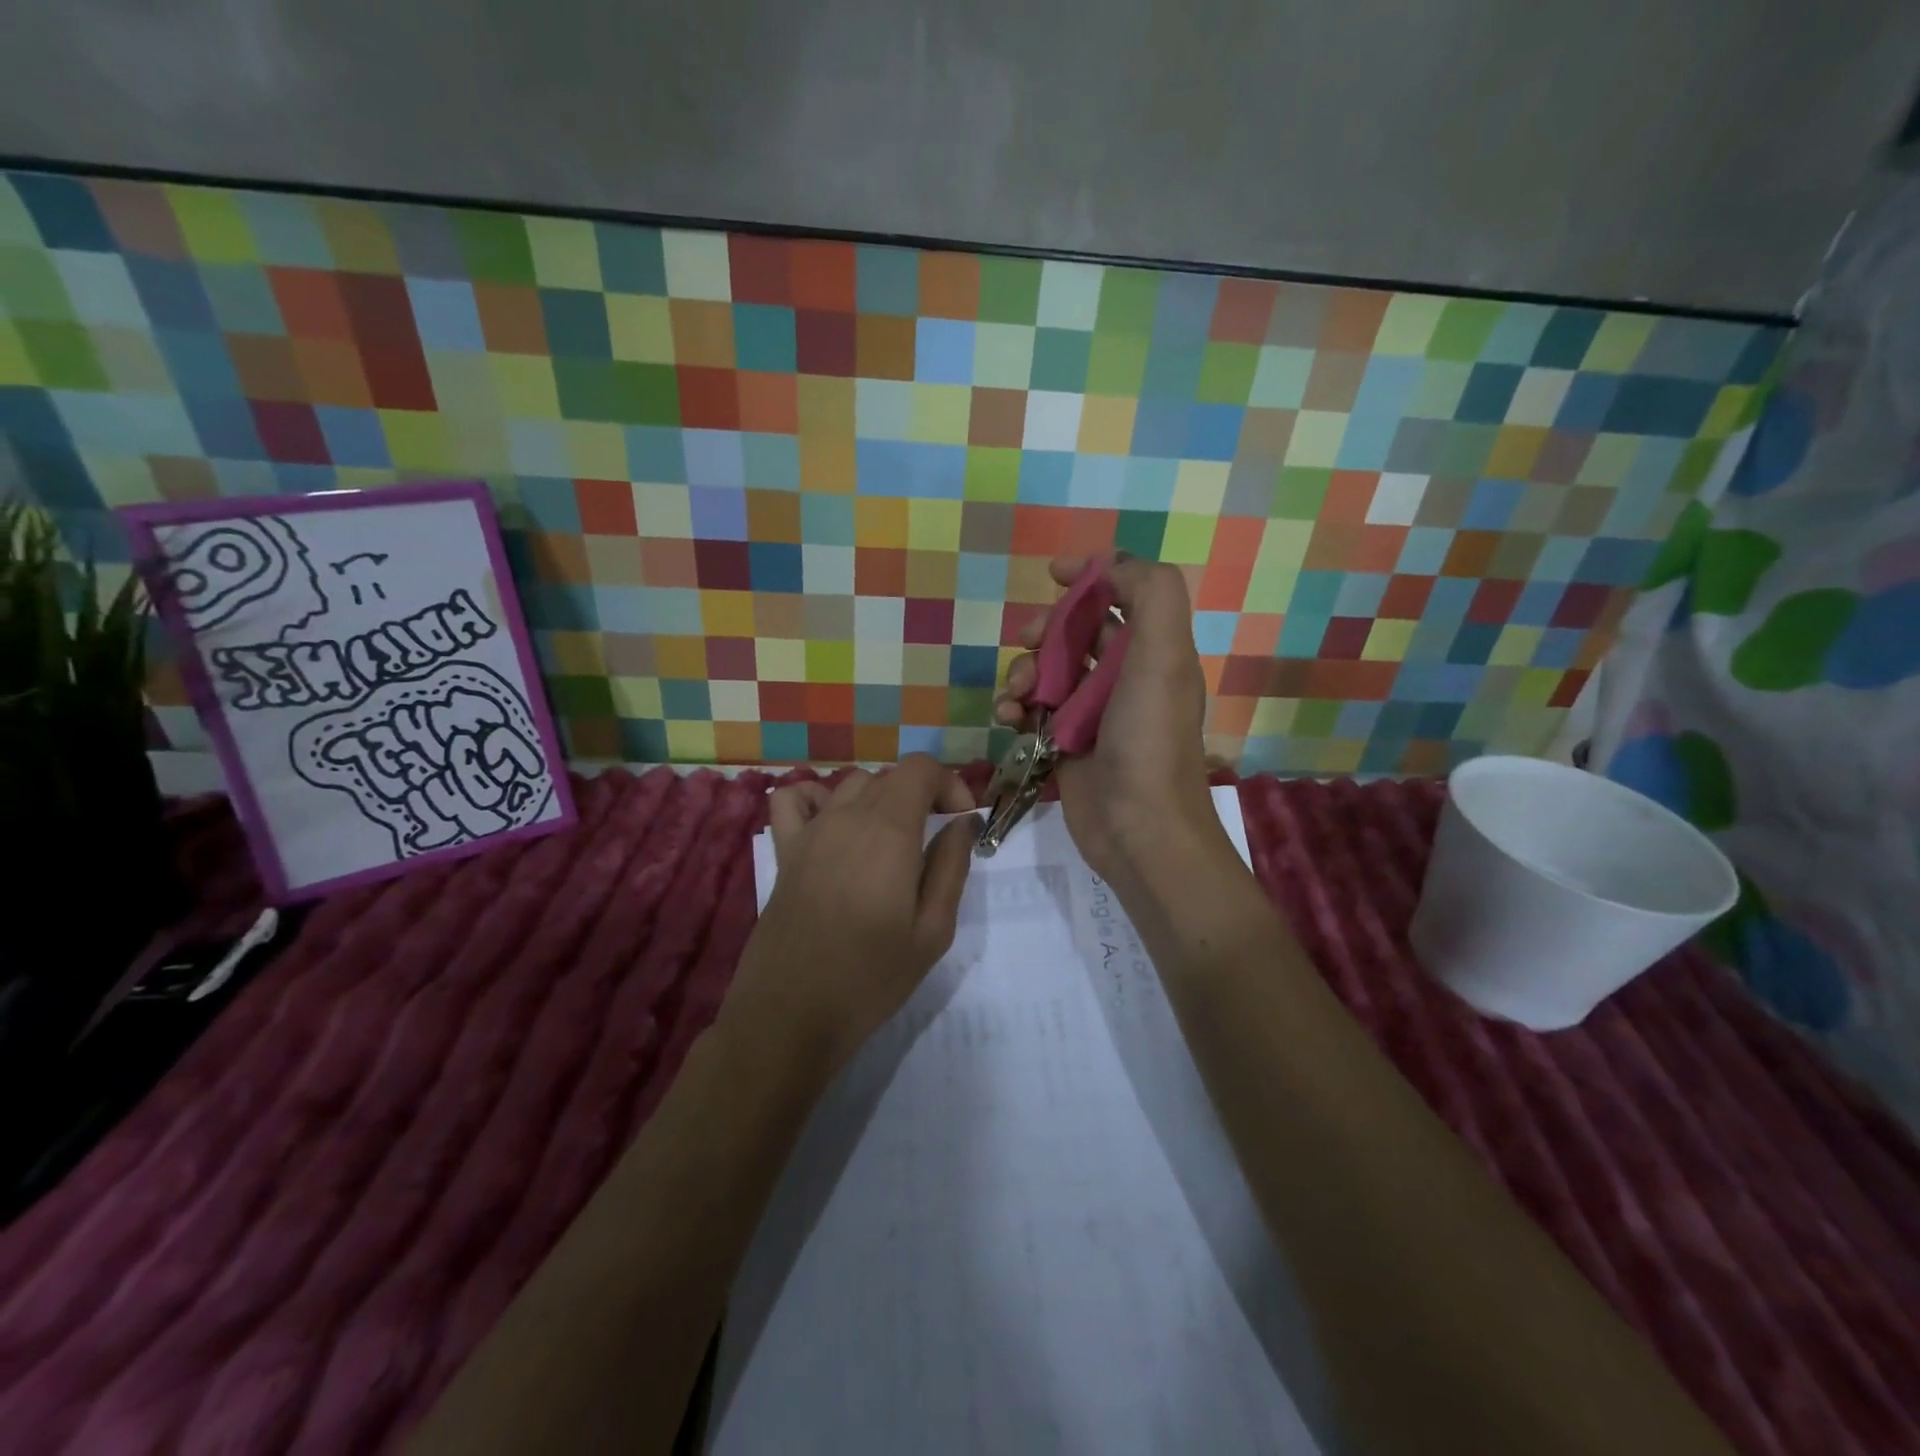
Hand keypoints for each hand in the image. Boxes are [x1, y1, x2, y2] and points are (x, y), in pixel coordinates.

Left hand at [727, 755, 978, 1075]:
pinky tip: (833, 827)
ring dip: (880, 799)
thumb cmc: (870, 978)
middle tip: (935, 841)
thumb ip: (952, 867)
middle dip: (922, 796)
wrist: (791, 1014)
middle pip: (891, 776)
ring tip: (891, 841)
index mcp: (889, 831)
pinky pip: (794, 799)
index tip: (960, 822)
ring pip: (852, 784)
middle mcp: (848, 817)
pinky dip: (817, 798)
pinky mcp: (785, 851)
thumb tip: (963, 823)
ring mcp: (811, 831)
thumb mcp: (932, 931)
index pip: (921, 768)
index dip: (949, 784)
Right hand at [994, 555, 1222, 885]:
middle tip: (1026, 639)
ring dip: (1024, 671)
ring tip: (1017, 695)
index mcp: (1154, 652)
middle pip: (1077, 632)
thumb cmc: (1149, 739)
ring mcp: (1093, 713)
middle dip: (1046, 629)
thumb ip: (1152, 595)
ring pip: (1049, 671)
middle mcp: (1125, 678)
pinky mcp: (1066, 745)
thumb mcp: (1164, 656)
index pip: (1121, 597)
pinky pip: (1034, 711)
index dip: (1091, 577)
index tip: (1052, 573)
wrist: (1139, 829)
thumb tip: (1113, 566)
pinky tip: (1008, 720)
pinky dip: (1016, 708)